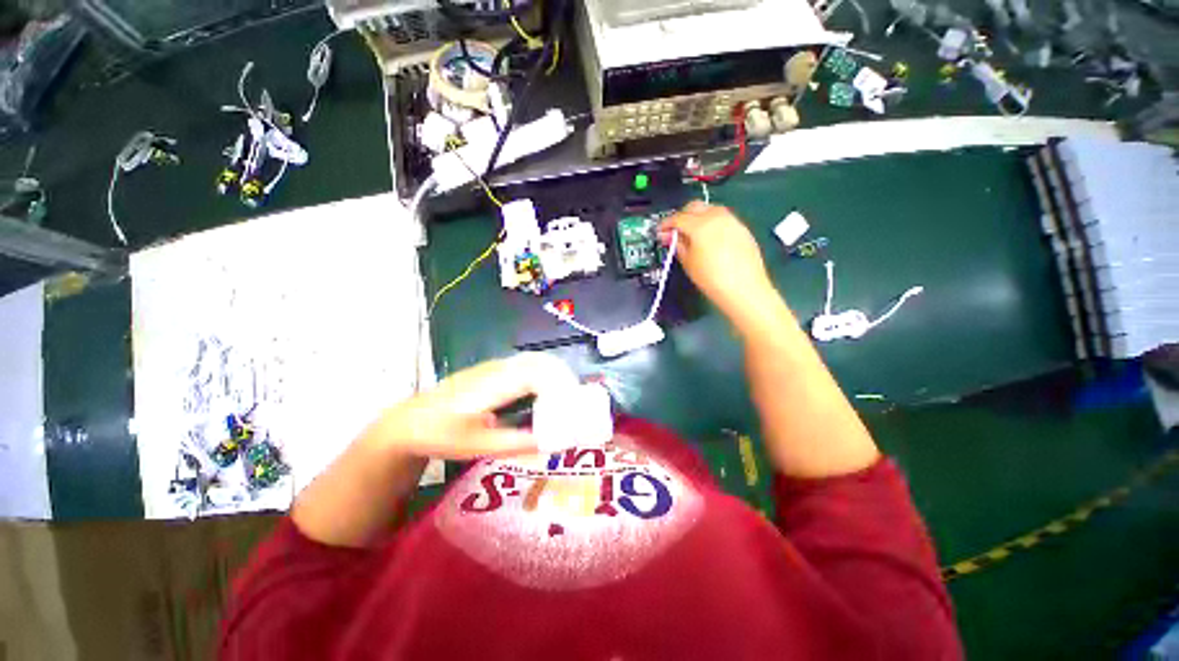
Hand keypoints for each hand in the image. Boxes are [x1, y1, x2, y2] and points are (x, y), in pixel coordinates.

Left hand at [366, 352, 574, 459]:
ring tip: (566, 400)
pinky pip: (528, 364)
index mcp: (496, 384)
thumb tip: (554, 442)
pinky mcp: (494, 369)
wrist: (409, 421)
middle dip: (565, 380)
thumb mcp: (479, 445)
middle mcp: (499, 368)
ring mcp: (496, 366)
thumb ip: (518, 443)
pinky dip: (545, 374)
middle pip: (543, 362)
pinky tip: (545, 394)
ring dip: (556, 376)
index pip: (540, 375)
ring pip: (536, 360)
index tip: (574, 409)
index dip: (562, 389)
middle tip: (576, 405)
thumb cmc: (441, 434)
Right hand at [660, 202, 777, 321]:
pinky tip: (709, 239)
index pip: (677, 218)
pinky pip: (723, 218)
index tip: (660, 231)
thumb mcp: (688, 262)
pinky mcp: (742, 228)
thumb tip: (670, 236)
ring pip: (710, 209)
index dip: (665, 224)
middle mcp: (716, 216)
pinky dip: (712, 223)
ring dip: (698, 217)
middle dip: (682, 216)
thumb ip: (677, 245)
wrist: (744, 288)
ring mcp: (732, 220)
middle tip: (675, 231)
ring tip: (692, 234)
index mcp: (700, 225)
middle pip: (694, 206)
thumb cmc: (711, 278)